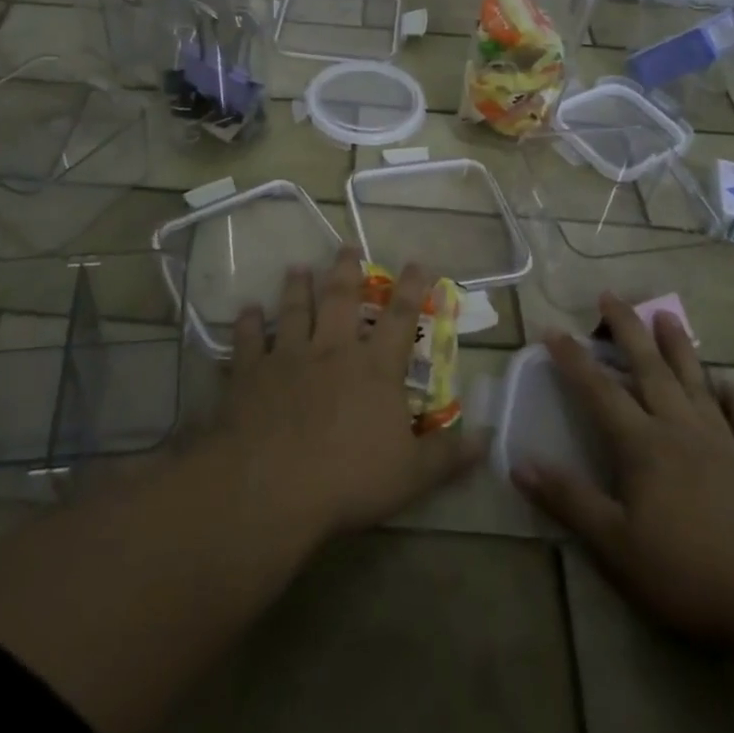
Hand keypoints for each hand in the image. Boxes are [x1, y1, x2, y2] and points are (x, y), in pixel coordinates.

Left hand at [210, 247, 484, 541]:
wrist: (270, 486)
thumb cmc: (349, 481)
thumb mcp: (413, 476)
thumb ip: (450, 455)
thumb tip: (487, 437)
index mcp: (374, 368)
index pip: (400, 318)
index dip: (411, 287)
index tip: (417, 261)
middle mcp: (332, 350)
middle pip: (341, 299)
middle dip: (347, 270)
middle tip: (346, 246)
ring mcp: (288, 356)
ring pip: (294, 310)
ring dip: (297, 287)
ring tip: (298, 267)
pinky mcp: (250, 371)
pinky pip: (247, 339)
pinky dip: (246, 323)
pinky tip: (246, 309)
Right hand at [513, 293, 733, 652]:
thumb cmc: (689, 575)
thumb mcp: (616, 546)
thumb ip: (569, 500)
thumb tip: (519, 462)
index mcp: (643, 445)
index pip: (599, 390)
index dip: (573, 359)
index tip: (552, 328)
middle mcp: (680, 429)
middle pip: (649, 368)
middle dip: (627, 329)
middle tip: (611, 295)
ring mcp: (723, 443)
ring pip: (695, 382)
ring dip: (678, 346)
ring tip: (667, 314)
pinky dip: (733, 397)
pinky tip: (728, 383)